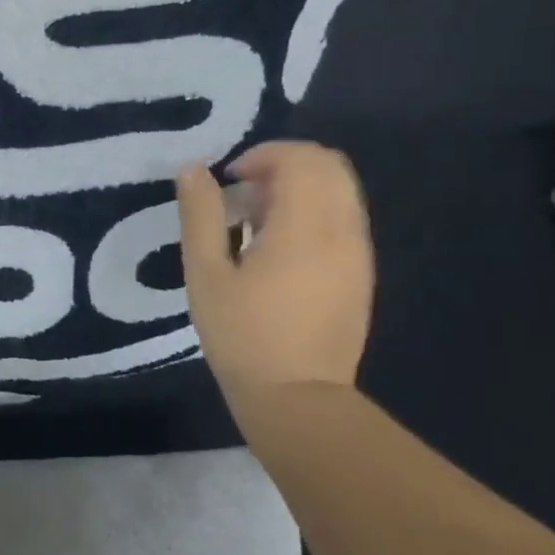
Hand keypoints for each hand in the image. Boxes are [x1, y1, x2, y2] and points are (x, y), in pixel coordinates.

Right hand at [175, 141, 374, 411]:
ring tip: (256, 220)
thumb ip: (201, 216)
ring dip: (299, 187)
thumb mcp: (205, 274)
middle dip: (283, 164)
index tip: (228, 181)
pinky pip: (344, 217)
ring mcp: (358, 252)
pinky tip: (278, 246)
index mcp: (305, 228)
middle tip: (242, 194)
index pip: (301, 159)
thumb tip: (194, 170)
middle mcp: (343, 231)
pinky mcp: (360, 272)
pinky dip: (313, 210)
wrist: (298, 398)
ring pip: (340, 189)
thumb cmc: (242, 336)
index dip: (262, 155)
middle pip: (329, 165)